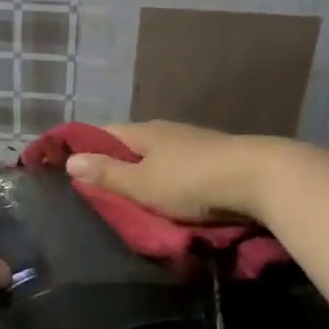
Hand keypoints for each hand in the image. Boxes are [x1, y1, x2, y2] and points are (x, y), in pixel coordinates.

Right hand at [62, 121, 277, 223]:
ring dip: (145, 172)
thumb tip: (69, 161)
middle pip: (131, 144)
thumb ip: (107, 175)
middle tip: (101, 191)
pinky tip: (172, 194)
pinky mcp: (215, 158)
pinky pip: (181, 166)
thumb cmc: (192, 181)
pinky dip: (169, 179)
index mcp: (143, 133)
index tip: (70, 167)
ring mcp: (193, 142)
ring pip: (158, 155)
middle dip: (115, 163)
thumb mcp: (142, 185)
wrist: (259, 177)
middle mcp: (166, 131)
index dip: (84, 147)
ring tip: (135, 197)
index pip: (103, 133)